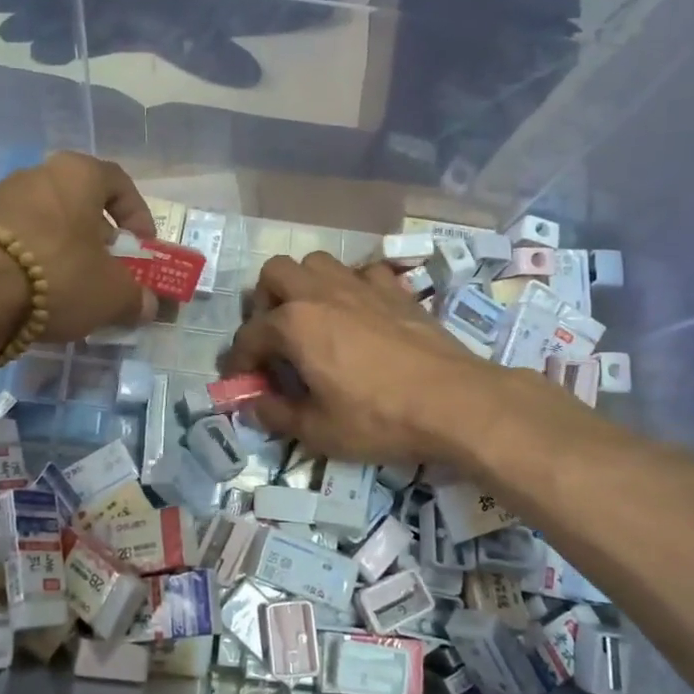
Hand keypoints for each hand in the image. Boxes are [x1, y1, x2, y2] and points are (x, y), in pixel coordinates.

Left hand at [0, 151, 158, 343]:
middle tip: (108, 268)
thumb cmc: (59, 275)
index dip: (137, 215)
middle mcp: (37, 174)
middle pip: (79, 202)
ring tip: (73, 287)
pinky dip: (34, 262)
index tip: (142, 247)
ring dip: (65, 250)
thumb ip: (136, 297)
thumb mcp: (112, 293)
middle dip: (98, 237)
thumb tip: (147, 305)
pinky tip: (38, 294)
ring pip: (47, 221)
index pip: (119, 183)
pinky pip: (18, 240)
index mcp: (77, 173)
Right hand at [221, 252, 505, 467]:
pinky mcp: (396, 290)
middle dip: (265, 302)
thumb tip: (254, 404)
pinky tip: (359, 314)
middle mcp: (321, 293)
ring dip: (305, 285)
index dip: (239, 360)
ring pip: (317, 262)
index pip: (249, 335)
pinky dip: (352, 287)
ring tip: (312, 319)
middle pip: (275, 273)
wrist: (454, 402)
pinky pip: (363, 273)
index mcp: (295, 324)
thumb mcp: (318, 431)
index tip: (242, 381)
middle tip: (275, 337)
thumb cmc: (379, 418)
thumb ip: (276, 414)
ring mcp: (361, 286)